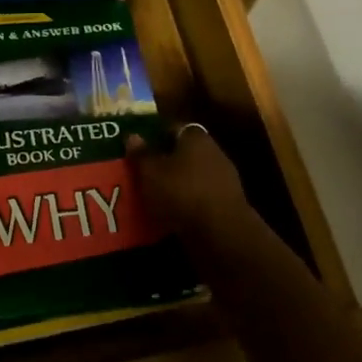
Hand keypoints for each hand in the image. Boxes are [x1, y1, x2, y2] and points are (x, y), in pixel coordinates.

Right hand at [128, 127, 251, 237]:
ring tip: (153, 196)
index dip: (155, 136)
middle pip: (184, 152)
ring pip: (192, 176)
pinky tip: (172, 214)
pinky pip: (200, 197)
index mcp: (195, 137)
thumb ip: (141, 154)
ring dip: (177, 184)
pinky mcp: (228, 204)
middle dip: (165, 162)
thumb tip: (132, 135)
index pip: (172, 128)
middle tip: (143, 172)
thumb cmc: (182, 193)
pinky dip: (187, 203)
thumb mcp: (151, 173)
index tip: (139, 147)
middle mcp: (213, 152)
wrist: (221, 232)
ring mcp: (224, 178)